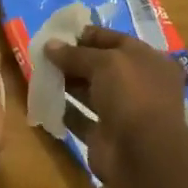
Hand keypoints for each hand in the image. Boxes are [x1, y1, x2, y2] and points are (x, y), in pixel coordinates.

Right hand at [44, 25, 187, 186]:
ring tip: (39, 72)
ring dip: (66, 82)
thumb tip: (49, 45)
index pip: (115, 40)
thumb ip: (75, 53)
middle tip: (43, 53)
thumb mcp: (104, 63)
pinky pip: (80, 117)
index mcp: (148, 61)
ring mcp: (122, 112)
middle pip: (100, 66)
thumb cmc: (131, 96)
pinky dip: (63, 109)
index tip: (58, 33)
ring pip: (89, 91)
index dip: (87, 35)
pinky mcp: (104, 134)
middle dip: (73, 59)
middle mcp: (137, 85)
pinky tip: (43, 98)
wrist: (142, 154)